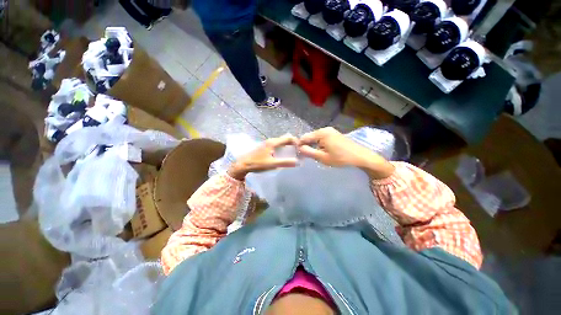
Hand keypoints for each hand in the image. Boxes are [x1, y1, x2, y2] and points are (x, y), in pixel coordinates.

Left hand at [227, 135, 298, 179]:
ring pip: (281, 142)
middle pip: (285, 139)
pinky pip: (277, 145)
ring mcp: (267, 143)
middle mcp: (271, 140)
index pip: (289, 138)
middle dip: (293, 144)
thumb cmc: (257, 164)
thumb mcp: (272, 164)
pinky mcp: (265, 147)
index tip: (302, 149)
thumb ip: (285, 162)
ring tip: (293, 155)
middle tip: (299, 153)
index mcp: (273, 142)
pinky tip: (283, 156)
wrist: (242, 165)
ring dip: (288, 146)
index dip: (297, 142)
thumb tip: (298, 162)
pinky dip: (283, 148)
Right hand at [298, 127, 394, 178]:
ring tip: (316, 156)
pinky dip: (322, 145)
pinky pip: (324, 138)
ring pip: (318, 138)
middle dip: (308, 145)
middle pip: (311, 136)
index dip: (300, 145)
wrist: (360, 157)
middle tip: (306, 157)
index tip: (298, 154)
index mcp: (321, 133)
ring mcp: (332, 131)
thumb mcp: (323, 158)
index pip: (305, 137)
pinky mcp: (337, 135)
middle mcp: (326, 129)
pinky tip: (324, 153)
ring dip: (315, 146)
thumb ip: (309, 152)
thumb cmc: (341, 158)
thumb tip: (299, 148)